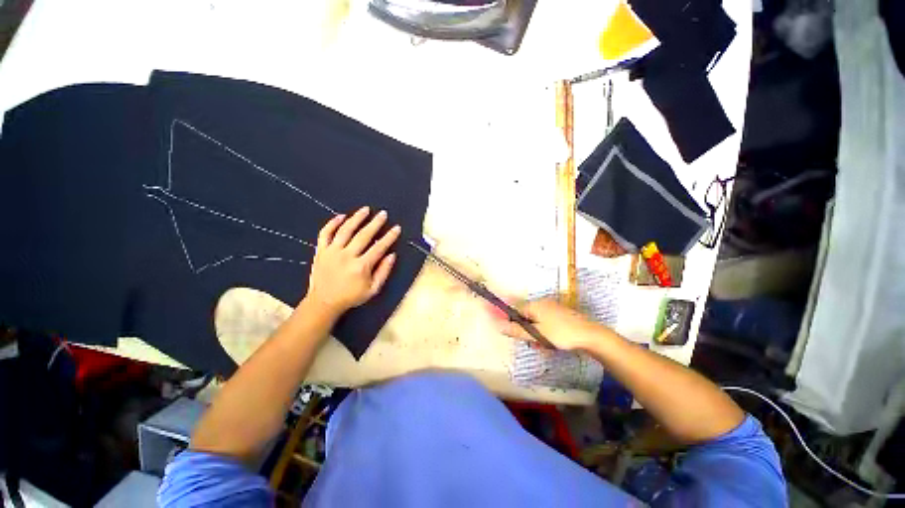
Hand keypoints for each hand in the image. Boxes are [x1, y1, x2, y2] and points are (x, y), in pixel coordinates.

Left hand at [302, 206, 400, 316]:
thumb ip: (383, 272)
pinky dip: (332, 223)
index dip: (389, 237)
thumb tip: (392, 255)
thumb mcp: (373, 289)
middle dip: (375, 223)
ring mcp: (332, 252)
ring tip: (365, 209)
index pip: (379, 247)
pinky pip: (325, 233)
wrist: (323, 302)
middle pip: (363, 235)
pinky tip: (341, 216)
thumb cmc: (351, 297)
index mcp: (361, 266)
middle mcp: (347, 256)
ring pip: (345, 230)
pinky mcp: (321, 251)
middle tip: (383, 214)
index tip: (397, 228)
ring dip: (356, 218)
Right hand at [496, 298, 615, 351]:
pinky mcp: (560, 314)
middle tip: (534, 343)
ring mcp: (552, 308)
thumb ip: (517, 330)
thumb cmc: (561, 333)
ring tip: (545, 346)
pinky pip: (546, 322)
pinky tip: (552, 342)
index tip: (515, 334)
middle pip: (526, 316)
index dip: (512, 322)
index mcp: (534, 305)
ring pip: (536, 321)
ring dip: (537, 333)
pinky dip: (545, 331)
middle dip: (527, 330)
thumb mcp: (537, 334)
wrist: (590, 335)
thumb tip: (499, 325)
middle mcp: (541, 303)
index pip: (515, 310)